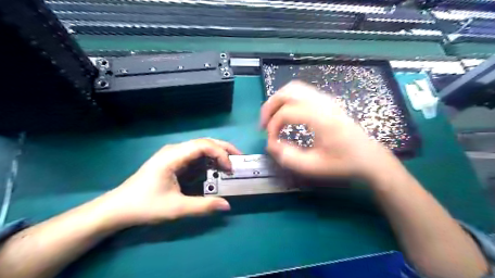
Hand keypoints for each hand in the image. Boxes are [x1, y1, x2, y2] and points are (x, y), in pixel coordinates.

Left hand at [98, 137, 241, 226]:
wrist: (118, 208)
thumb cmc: (145, 206)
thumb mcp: (175, 208)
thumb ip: (202, 206)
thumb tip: (227, 205)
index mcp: (173, 156)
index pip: (203, 145)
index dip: (220, 153)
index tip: (230, 169)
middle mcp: (175, 150)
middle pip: (204, 142)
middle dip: (224, 149)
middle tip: (239, 159)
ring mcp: (174, 155)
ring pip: (201, 148)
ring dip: (217, 154)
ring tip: (230, 165)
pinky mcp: (174, 161)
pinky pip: (196, 157)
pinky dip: (208, 161)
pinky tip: (215, 170)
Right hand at [260, 81, 399, 181]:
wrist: (369, 156)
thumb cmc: (344, 163)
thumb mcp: (315, 167)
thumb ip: (289, 158)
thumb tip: (271, 145)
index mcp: (322, 119)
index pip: (286, 113)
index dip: (273, 126)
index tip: (272, 142)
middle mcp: (323, 103)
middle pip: (288, 92)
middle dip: (270, 106)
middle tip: (264, 124)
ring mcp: (326, 99)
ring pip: (294, 88)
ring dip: (278, 101)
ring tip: (273, 118)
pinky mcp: (327, 100)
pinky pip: (302, 91)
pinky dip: (288, 99)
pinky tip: (287, 114)